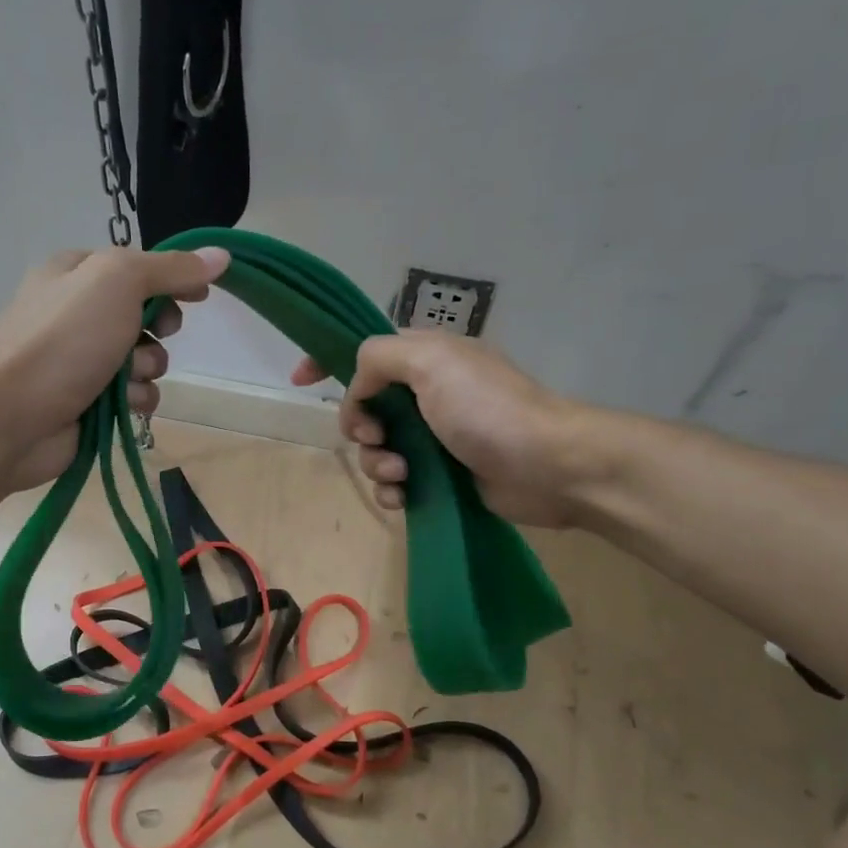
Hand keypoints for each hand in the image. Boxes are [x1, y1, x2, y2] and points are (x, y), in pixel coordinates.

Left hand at [0, 245, 229, 488]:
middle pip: (146, 314)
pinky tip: (123, 405)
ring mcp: (82, 359)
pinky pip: (135, 395)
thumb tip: (220, 255)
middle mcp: (78, 312)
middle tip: (159, 334)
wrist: (11, 415)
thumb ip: (171, 269)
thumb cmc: (64, 339)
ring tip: (127, 378)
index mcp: (76, 272)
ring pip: (145, 358)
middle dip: (160, 328)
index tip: (200, 295)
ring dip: (148, 368)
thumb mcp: (118, 282)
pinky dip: (136, 399)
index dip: (173, 279)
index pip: (139, 267)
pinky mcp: (89, 401)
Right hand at [292, 332, 594, 527]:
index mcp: (423, 357)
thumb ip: (379, 359)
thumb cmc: (488, 409)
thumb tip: (359, 390)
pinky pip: (396, 482)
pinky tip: (404, 497)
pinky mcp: (440, 475)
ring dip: (378, 463)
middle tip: (376, 437)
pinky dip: (393, 491)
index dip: (328, 361)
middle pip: (363, 407)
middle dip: (359, 426)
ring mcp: (433, 436)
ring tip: (402, 473)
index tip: (300, 381)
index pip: (364, 351)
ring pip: (376, 449)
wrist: (548, 466)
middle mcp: (425, 393)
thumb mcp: (431, 363)